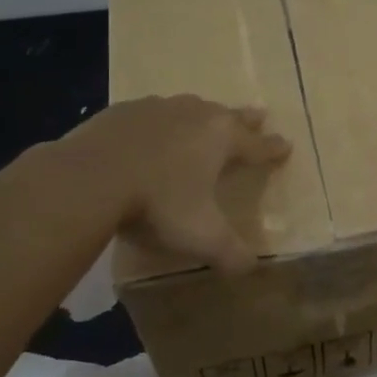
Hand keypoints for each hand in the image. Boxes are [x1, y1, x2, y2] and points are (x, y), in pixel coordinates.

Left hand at [71, 95, 289, 271]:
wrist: (89, 177)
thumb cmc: (157, 204)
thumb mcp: (201, 237)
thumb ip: (230, 253)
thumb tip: (251, 269)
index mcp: (222, 139)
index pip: (257, 145)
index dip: (273, 149)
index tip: (286, 146)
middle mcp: (195, 115)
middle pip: (229, 115)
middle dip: (246, 119)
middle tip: (259, 115)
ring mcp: (157, 108)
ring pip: (190, 108)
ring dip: (202, 115)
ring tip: (205, 119)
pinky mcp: (122, 111)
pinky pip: (151, 114)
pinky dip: (160, 121)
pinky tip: (151, 130)